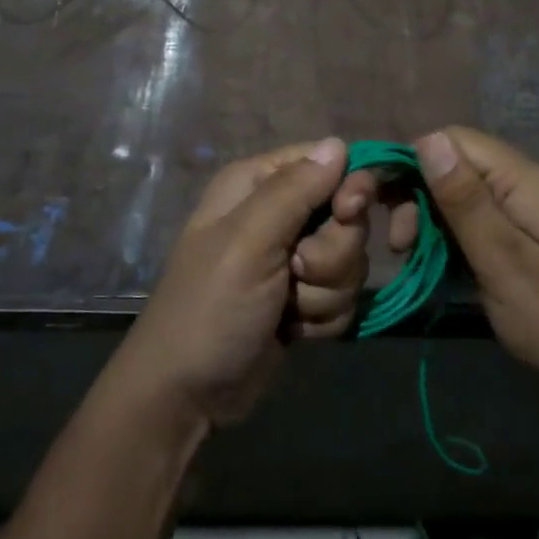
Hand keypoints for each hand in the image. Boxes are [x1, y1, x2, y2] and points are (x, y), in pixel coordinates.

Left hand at [108, 138, 376, 431]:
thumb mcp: (248, 242)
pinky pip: (343, 295)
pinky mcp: (304, 298)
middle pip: (347, 216)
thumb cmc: (210, 309)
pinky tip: (292, 331)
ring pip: (350, 260)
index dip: (349, 188)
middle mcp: (277, 214)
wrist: (189, 395)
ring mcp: (292, 259)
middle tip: (295, 274)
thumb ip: (296, 190)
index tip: (348, 214)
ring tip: (287, 310)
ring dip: (325, 292)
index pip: (328, 161)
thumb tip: (340, 143)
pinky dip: (323, 316)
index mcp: (257, 184)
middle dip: (332, 255)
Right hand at [413, 127, 538, 427]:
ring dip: (427, 216)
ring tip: (408, 254)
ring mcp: (524, 211)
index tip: (380, 203)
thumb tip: (427, 139)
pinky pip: (474, 219)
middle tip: (398, 243)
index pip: (454, 140)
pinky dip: (447, 233)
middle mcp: (524, 184)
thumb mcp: (503, 262)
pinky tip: (431, 259)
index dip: (412, 160)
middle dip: (416, 192)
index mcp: (523, 180)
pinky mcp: (521, 236)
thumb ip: (465, 201)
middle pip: (455, 164)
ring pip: (460, 192)